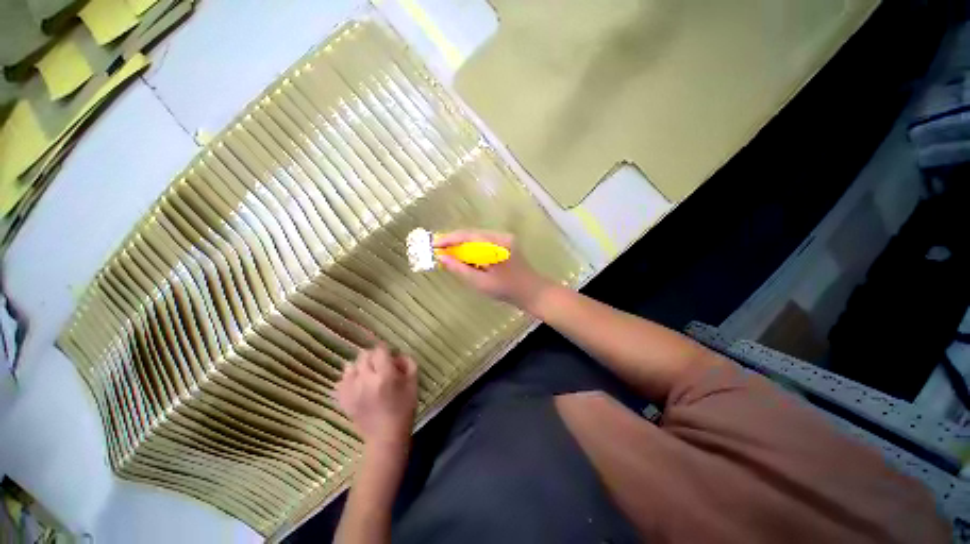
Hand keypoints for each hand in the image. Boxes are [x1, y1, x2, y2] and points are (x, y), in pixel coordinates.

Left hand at [335, 344, 417, 448]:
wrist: (386, 436)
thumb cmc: (404, 408)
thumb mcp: (414, 382)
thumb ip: (408, 362)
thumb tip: (396, 355)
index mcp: (385, 375)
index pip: (379, 351)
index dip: (385, 350)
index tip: (389, 355)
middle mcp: (366, 380)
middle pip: (364, 356)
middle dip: (373, 357)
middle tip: (380, 365)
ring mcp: (352, 391)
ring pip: (350, 367)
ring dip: (360, 366)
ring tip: (367, 374)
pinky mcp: (344, 400)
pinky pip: (340, 381)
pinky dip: (348, 378)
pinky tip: (356, 382)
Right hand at [434, 230, 552, 309]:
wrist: (533, 292)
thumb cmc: (507, 290)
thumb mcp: (481, 283)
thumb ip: (460, 270)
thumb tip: (442, 258)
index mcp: (497, 245)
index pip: (468, 236)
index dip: (449, 239)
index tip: (434, 245)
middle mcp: (501, 236)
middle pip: (472, 234)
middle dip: (454, 242)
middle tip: (439, 251)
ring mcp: (505, 238)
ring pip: (477, 237)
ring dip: (463, 245)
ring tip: (450, 255)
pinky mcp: (506, 242)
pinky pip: (484, 241)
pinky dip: (473, 248)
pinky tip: (466, 257)